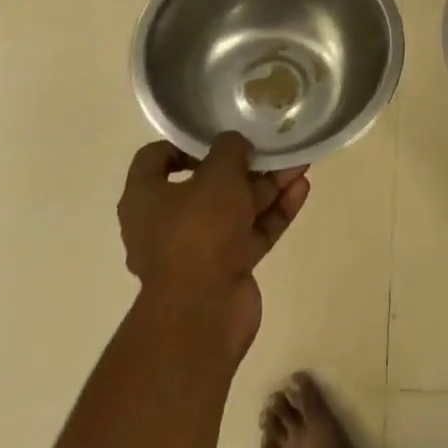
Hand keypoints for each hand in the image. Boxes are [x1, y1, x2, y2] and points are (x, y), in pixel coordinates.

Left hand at [118, 132, 309, 362]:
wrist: (203, 312)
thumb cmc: (198, 231)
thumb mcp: (216, 174)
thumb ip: (229, 149)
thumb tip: (235, 143)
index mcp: (145, 198)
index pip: (156, 158)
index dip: (185, 142)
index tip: (218, 134)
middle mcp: (167, 222)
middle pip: (207, 183)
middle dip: (243, 164)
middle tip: (271, 145)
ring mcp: (199, 248)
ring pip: (236, 207)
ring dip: (267, 185)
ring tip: (299, 162)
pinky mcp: (227, 267)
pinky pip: (252, 232)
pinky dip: (274, 212)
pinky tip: (301, 190)